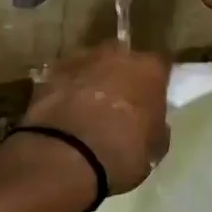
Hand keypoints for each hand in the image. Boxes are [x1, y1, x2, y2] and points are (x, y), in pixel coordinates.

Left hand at [19, 43, 171, 195]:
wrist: (64, 156)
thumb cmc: (121, 153)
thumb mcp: (154, 149)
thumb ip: (156, 126)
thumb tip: (152, 122)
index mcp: (149, 70)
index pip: (161, 65)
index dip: (157, 81)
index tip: (154, 97)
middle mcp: (116, 55)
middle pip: (123, 58)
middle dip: (122, 75)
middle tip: (120, 101)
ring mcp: (80, 60)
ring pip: (91, 64)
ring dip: (92, 79)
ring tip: (88, 107)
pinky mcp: (50, 73)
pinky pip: (65, 78)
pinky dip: (66, 90)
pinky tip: (65, 112)